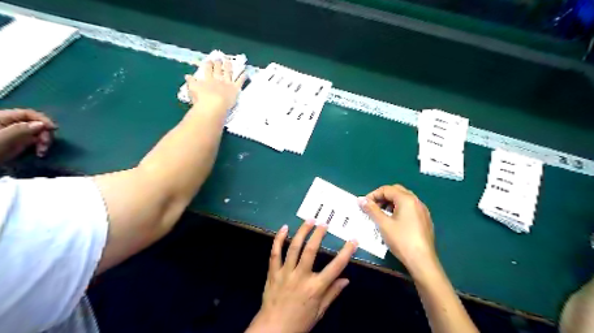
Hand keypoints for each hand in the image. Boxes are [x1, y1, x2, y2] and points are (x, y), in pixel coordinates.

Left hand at [0, 109, 57, 163]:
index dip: (42, 119)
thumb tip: (42, 124)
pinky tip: (40, 153)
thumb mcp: (2, 139)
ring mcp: (15, 133)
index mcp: (2, 117)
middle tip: (45, 144)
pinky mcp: (19, 142)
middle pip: (35, 123)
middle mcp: (10, 124)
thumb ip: (21, 129)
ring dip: (44, 141)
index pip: (28, 113)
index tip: (54, 129)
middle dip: (44, 133)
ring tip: (42, 151)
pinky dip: (41, 146)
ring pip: (38, 132)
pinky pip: (35, 140)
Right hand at [185, 60, 245, 111]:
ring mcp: (227, 83)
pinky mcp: (235, 89)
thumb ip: (191, 82)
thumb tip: (187, 75)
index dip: (209, 64)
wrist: (213, 105)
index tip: (209, 60)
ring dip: (229, 67)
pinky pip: (240, 82)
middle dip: (218, 63)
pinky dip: (243, 77)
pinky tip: (245, 73)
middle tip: (219, 58)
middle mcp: (218, 79)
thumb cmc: (202, 99)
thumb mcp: (193, 89)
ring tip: (229, 62)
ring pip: (228, 73)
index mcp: (208, 79)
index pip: (208, 69)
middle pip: (218, 69)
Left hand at [246, 220, 355, 331]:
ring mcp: (285, 273)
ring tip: (309, 220)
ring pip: (293, 247)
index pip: (335, 267)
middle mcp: (300, 277)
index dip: (346, 252)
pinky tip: (284, 228)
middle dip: (318, 234)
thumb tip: (346, 279)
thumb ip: (333, 293)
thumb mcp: (320, 311)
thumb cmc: (299, 321)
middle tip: (324, 223)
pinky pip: (275, 252)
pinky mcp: (273, 272)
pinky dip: (278, 239)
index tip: (353, 240)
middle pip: (310, 250)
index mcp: (315, 288)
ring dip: (302, 232)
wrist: (273, 330)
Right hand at [357, 185, 434, 274]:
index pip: (387, 189)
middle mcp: (416, 201)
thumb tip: (360, 199)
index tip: (364, 205)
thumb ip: (371, 209)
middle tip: (373, 207)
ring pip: (404, 200)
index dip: (373, 195)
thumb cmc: (401, 240)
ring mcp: (423, 211)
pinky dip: (399, 209)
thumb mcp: (383, 224)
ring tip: (382, 215)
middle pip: (396, 191)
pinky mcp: (425, 220)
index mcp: (407, 199)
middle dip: (382, 197)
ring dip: (391, 203)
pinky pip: (410, 208)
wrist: (422, 260)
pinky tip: (394, 222)